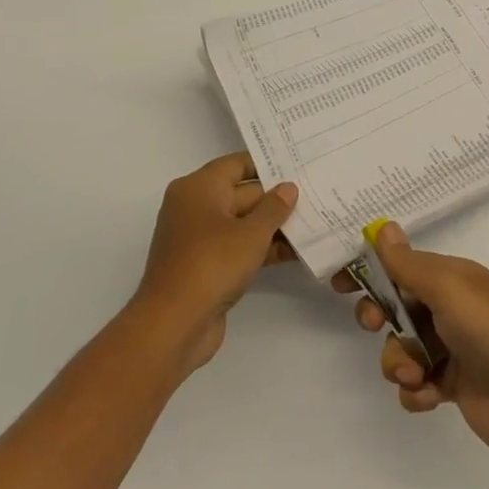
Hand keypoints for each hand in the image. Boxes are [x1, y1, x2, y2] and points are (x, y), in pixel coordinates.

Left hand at [132, 153, 297, 375]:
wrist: (173, 325)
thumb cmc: (212, 264)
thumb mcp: (251, 233)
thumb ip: (274, 207)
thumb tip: (288, 187)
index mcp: (198, 188)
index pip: (237, 164)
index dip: (268, 164)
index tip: (298, 164)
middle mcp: (195, 207)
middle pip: (242, 194)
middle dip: (276, 199)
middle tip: (314, 196)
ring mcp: (199, 238)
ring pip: (242, 223)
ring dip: (273, 227)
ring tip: (312, 225)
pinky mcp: (205, 265)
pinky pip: (237, 247)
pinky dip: (261, 248)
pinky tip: (294, 253)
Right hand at [346, 223, 488, 456]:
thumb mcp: (446, 286)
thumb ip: (408, 263)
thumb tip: (383, 227)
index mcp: (450, 278)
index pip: (401, 267)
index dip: (370, 273)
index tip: (339, 284)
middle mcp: (449, 308)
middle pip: (395, 308)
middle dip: (379, 319)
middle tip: (377, 326)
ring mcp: (450, 348)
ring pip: (401, 349)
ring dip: (399, 363)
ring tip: (417, 375)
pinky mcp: (451, 386)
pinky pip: (415, 386)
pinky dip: (416, 392)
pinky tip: (431, 395)